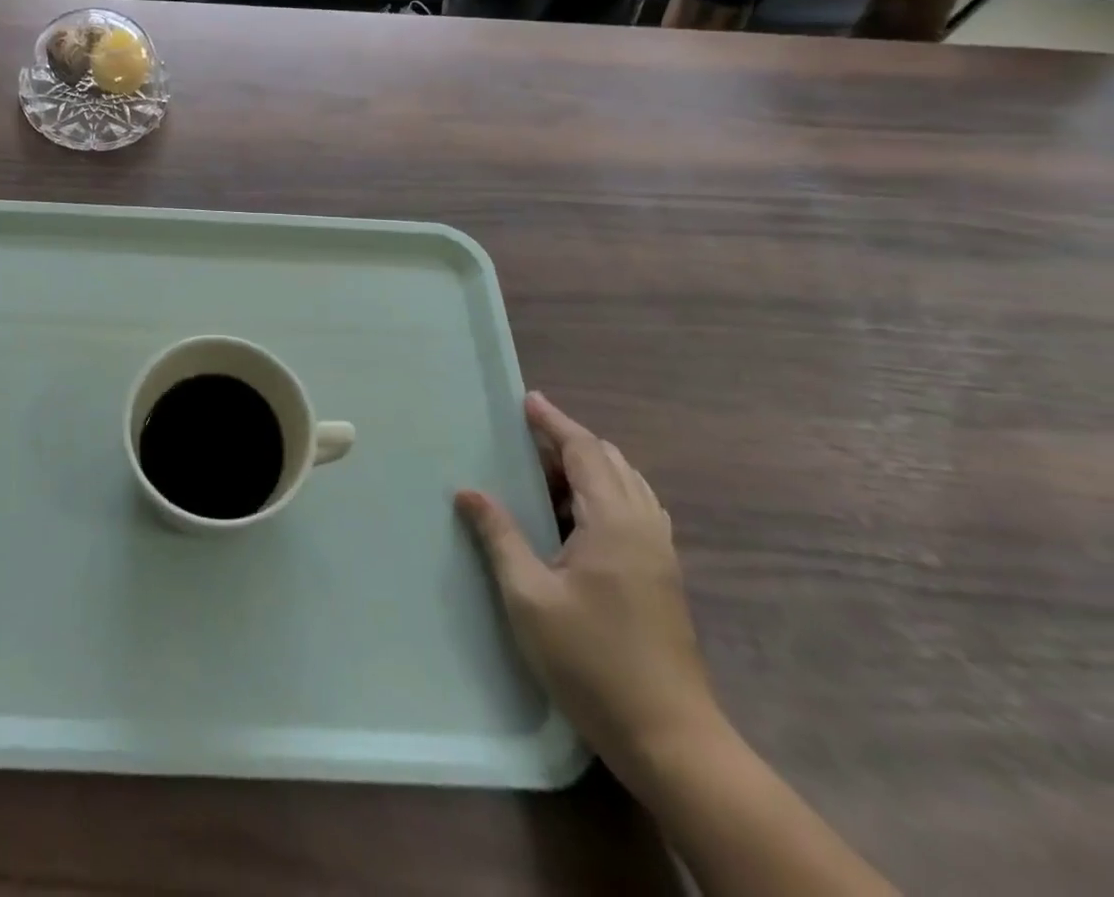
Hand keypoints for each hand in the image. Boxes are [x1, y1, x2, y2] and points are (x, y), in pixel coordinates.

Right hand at [455, 392, 721, 776]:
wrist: (670, 738)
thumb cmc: (591, 661)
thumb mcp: (529, 596)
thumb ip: (499, 536)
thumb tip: (468, 491)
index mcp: (614, 524)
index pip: (585, 452)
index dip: (554, 423)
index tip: (526, 400)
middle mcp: (644, 527)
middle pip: (610, 462)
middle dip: (569, 440)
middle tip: (526, 434)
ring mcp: (660, 552)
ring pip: (627, 484)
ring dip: (588, 465)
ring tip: (545, 468)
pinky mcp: (663, 575)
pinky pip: (636, 508)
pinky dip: (605, 491)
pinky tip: (577, 513)